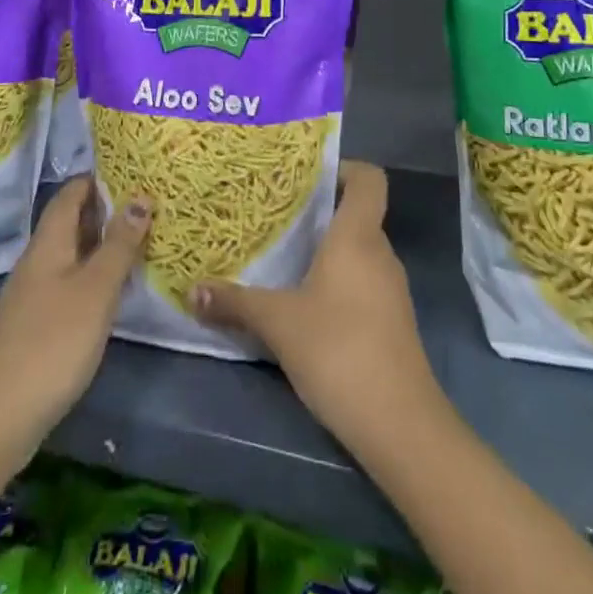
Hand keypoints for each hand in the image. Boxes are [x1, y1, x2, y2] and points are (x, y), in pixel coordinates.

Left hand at [0, 177, 149, 509]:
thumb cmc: (54, 341)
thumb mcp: (97, 289)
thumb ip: (119, 244)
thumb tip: (140, 196)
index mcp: (49, 243)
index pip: (70, 194)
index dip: (95, 179)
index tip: (129, 170)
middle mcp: (37, 261)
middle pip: (69, 222)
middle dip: (102, 210)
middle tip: (144, 204)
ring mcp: (32, 295)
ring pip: (69, 254)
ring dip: (99, 244)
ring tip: (136, 241)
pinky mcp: (35, 325)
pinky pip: (67, 282)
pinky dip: (91, 274)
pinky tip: (112, 290)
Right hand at [191, 161, 442, 455]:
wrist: (400, 425)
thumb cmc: (338, 350)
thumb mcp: (278, 323)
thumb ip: (235, 303)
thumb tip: (192, 290)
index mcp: (358, 236)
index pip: (368, 178)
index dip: (344, 168)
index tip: (308, 177)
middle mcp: (380, 253)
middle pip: (357, 214)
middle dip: (319, 213)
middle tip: (276, 218)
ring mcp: (391, 289)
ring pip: (358, 252)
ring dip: (326, 251)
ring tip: (284, 258)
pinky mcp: (392, 322)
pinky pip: (363, 282)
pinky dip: (338, 282)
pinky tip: (306, 303)